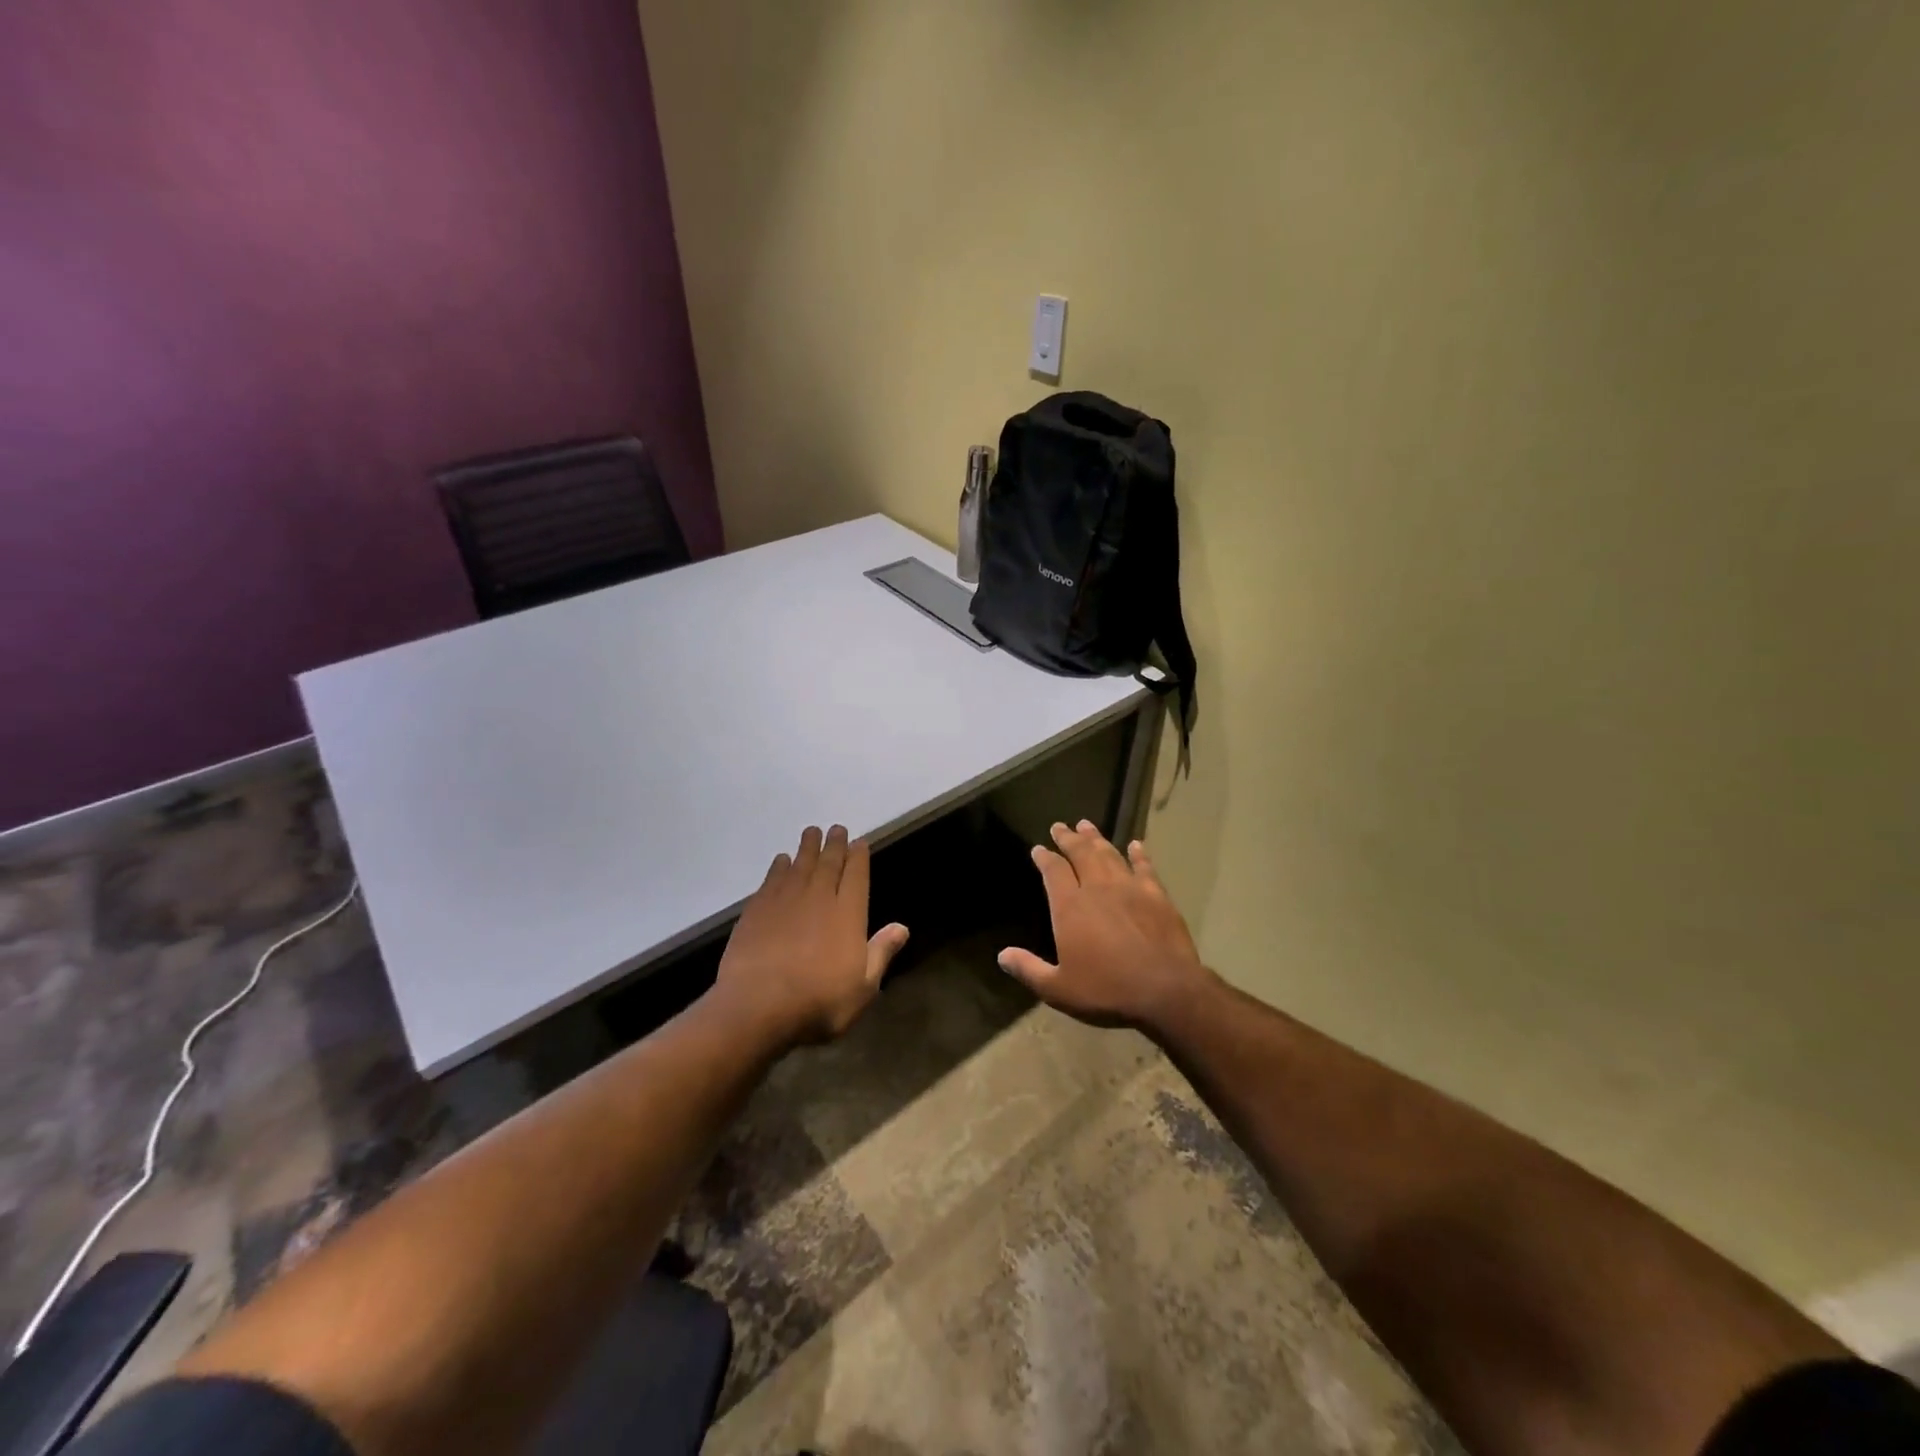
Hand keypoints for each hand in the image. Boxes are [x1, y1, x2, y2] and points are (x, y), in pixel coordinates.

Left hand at [712, 825, 909, 1046]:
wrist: (757, 1007)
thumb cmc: (819, 1001)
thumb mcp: (863, 987)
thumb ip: (881, 952)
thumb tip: (902, 927)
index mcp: (848, 914)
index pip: (856, 876)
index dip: (859, 857)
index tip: (859, 842)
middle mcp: (818, 898)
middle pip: (828, 863)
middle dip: (834, 845)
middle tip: (836, 829)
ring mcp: (785, 901)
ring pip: (799, 865)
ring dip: (807, 847)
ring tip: (811, 832)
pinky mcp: (756, 910)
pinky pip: (772, 879)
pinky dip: (779, 867)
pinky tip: (781, 860)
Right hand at [999, 820, 1211, 1030]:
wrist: (1165, 991)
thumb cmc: (1107, 990)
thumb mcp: (1058, 989)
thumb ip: (1029, 970)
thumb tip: (1002, 955)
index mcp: (1070, 907)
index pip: (1053, 871)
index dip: (1044, 858)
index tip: (1038, 849)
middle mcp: (1097, 888)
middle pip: (1080, 854)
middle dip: (1068, 838)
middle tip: (1060, 826)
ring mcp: (1130, 888)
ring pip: (1109, 854)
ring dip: (1096, 839)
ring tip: (1086, 825)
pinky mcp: (1157, 895)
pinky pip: (1145, 867)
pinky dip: (1139, 854)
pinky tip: (1136, 845)